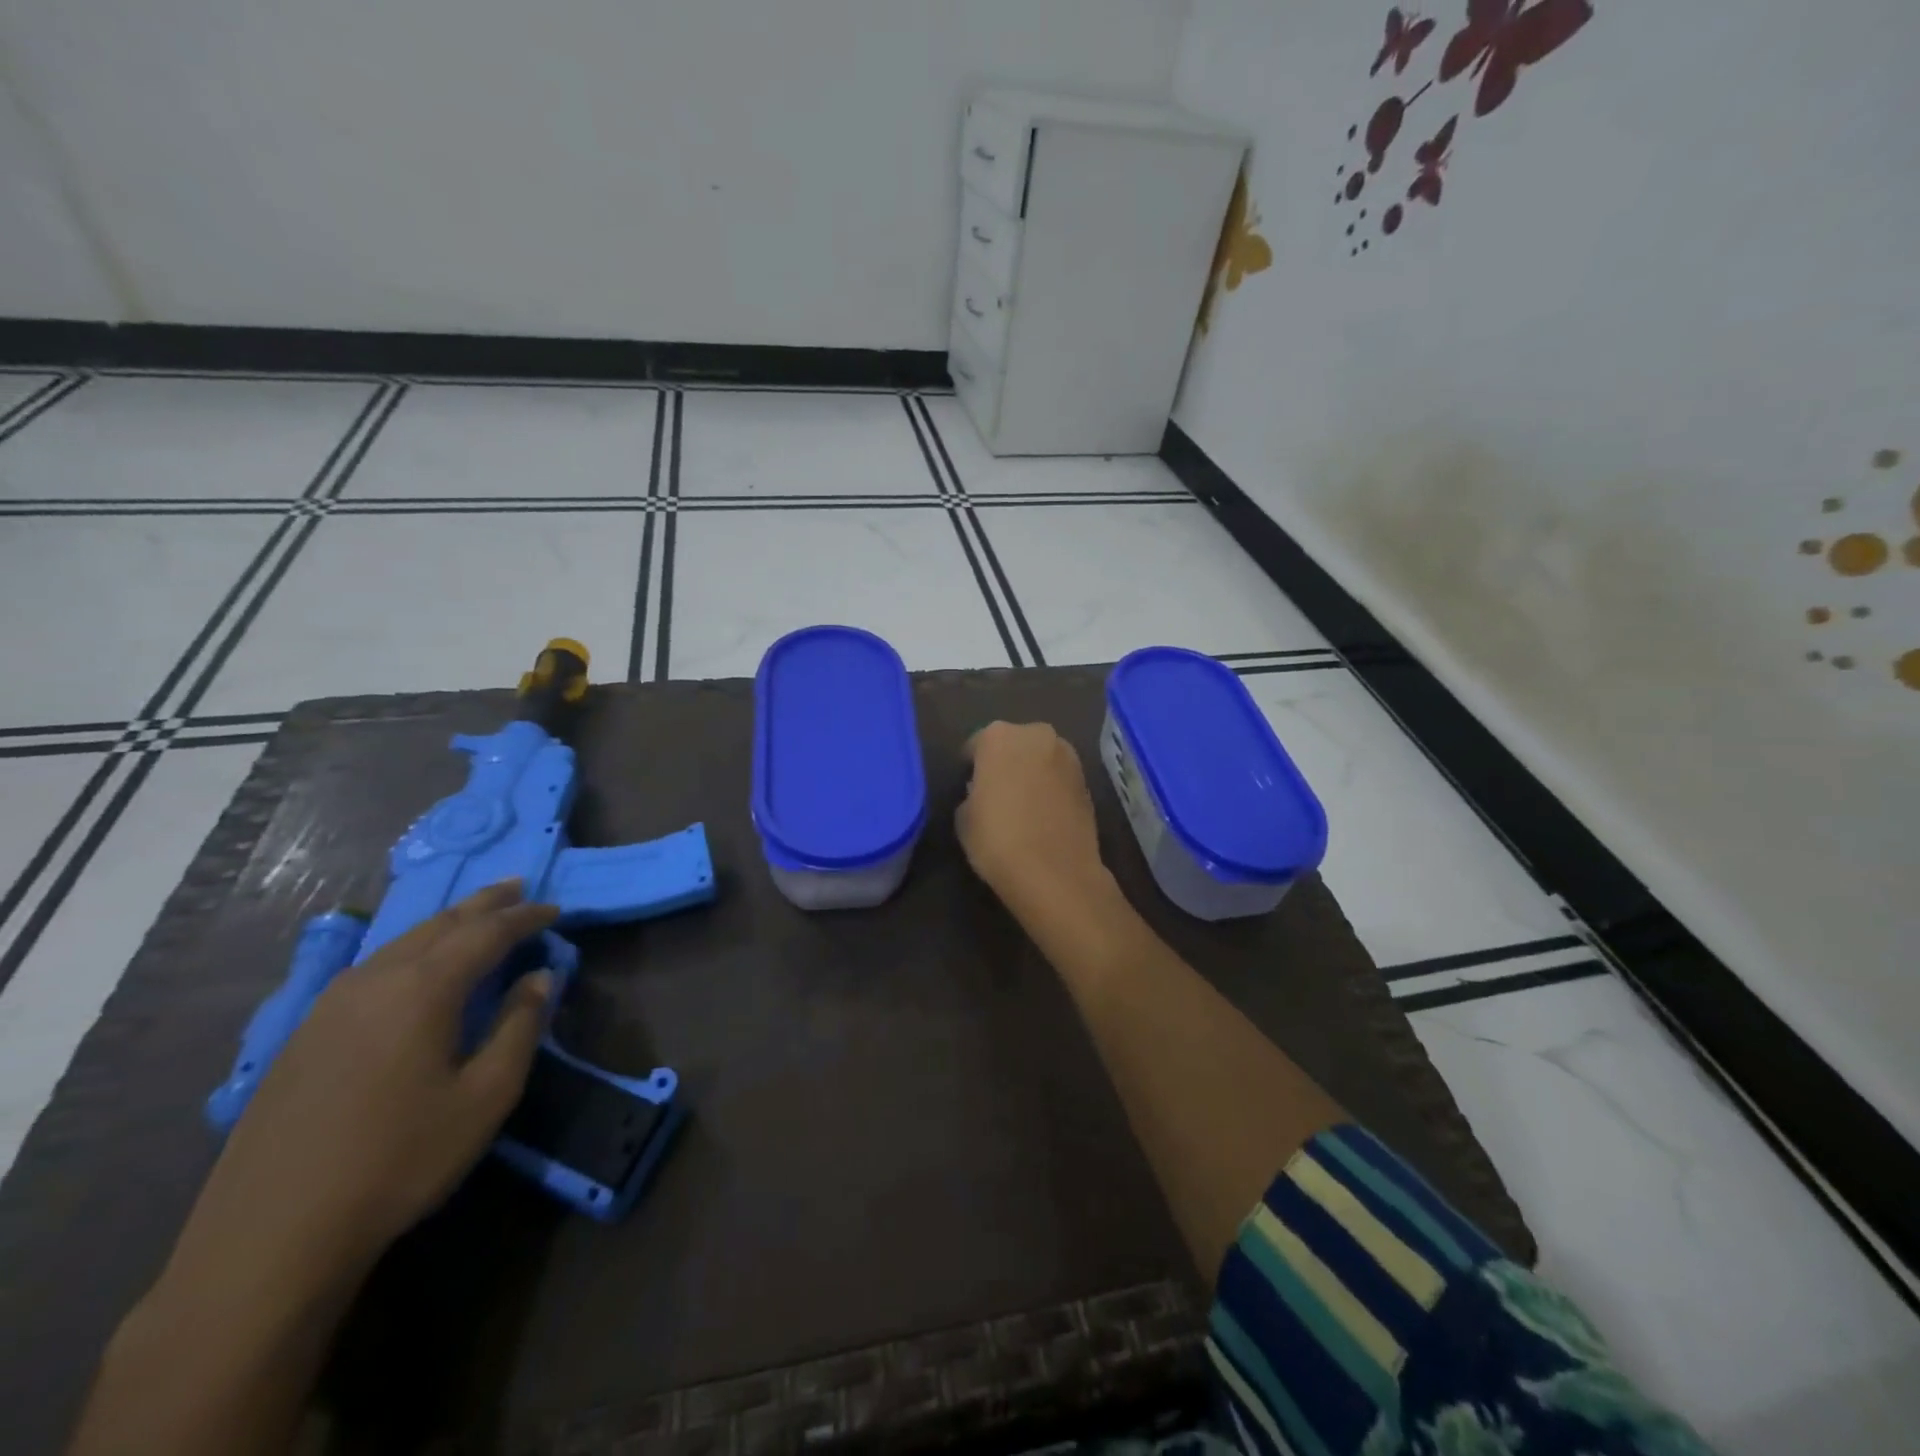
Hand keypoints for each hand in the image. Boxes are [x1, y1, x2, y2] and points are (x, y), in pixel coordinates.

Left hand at [176, 883, 558, 1289]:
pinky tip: (414, 966)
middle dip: (484, 904)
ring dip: (445, 923)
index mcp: (423, 989)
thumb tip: (540, 977)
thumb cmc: (399, 1160)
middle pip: (439, 924)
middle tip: (518, 887)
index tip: (555, 908)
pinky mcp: (304, 1034)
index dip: (525, 917)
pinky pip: (371, 968)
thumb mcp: (486, 1096)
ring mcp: (330, 1006)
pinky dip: (409, 950)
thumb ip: (520, 1027)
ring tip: (474, 917)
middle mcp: (375, 981)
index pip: (486, 933)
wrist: (270, 1237)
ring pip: (400, 942)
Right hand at [957, 721, 1113, 917]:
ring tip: (1022, 806)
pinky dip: (1051, 789)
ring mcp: (1068, 756)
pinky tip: (1044, 816)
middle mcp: (1036, 735)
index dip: (971, 766)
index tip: (968, 786)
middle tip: (997, 793)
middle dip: (1006, 762)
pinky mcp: (1088, 781)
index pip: (976, 744)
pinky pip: (1059, 778)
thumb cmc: (998, 840)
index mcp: (999, 736)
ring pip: (1041, 758)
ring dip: (1032, 773)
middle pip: (1014, 744)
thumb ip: (972, 792)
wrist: (1056, 873)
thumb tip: (984, 791)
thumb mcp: (963, 817)